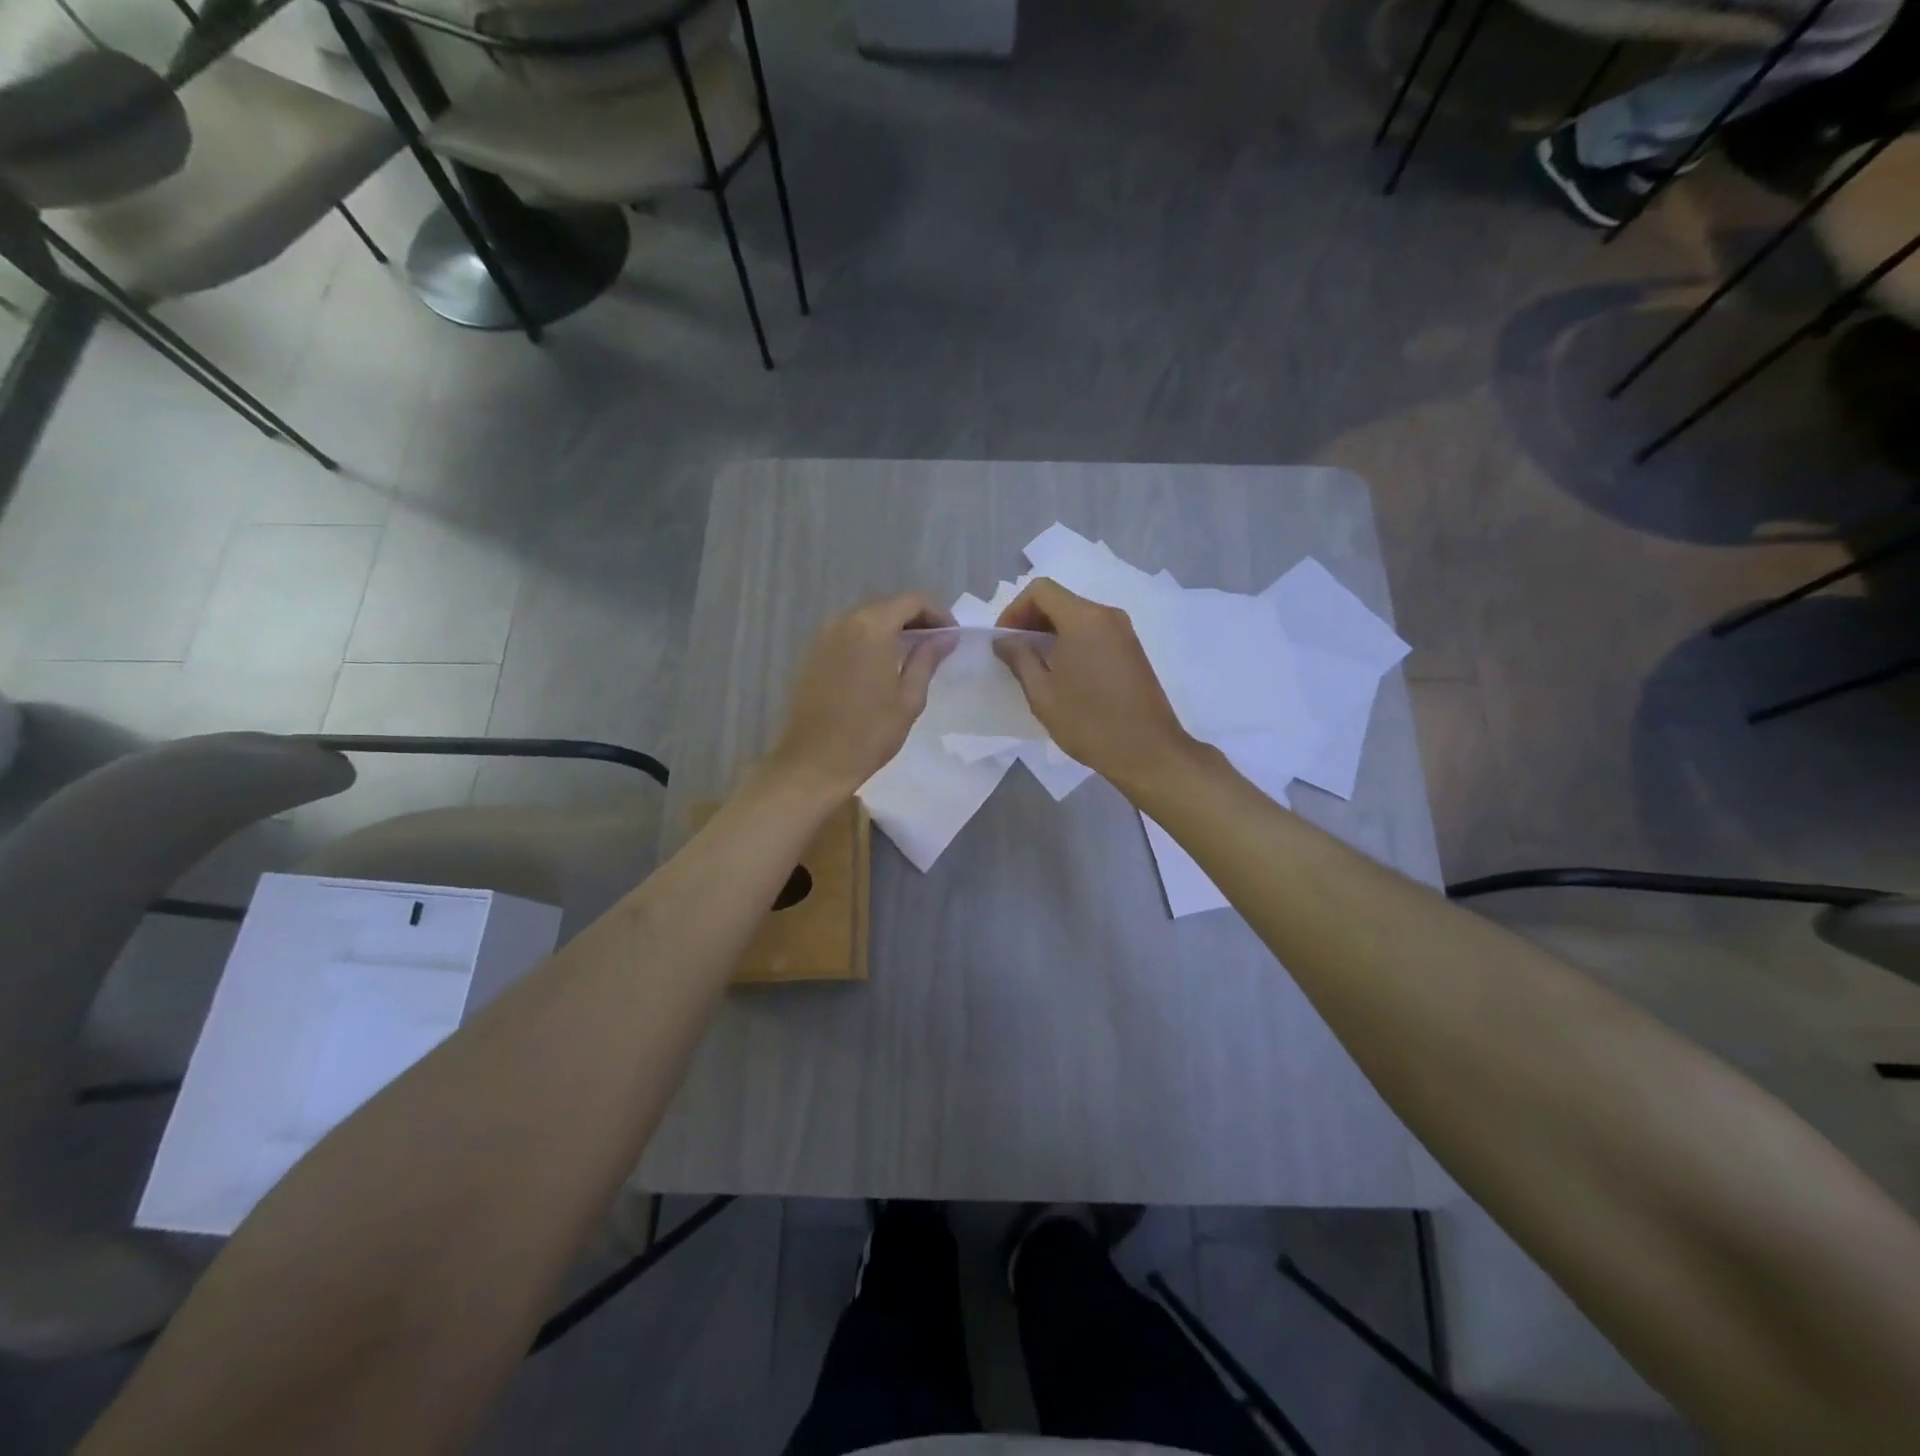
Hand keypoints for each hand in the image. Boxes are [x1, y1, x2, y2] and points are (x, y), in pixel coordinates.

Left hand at [765, 594, 955, 796]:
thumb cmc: (869, 733)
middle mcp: (845, 620)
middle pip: (888, 605)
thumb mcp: (909, 698)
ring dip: (891, 629)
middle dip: (915, 619)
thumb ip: (927, 659)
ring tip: (911, 656)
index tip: (951, 637)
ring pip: (866, 618)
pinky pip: (848, 633)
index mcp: (872, 627)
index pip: (913, 601)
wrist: (814, 761)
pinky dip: (869, 639)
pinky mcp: (812, 652)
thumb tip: (946, 637)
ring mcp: (824, 635)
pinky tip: (881, 665)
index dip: (938, 613)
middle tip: (935, 646)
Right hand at [995, 578, 1196, 791]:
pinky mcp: (1132, 649)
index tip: (1004, 641)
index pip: (1040, 589)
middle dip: (1031, 620)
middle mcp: (1107, 615)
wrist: (1148, 751)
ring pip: (1077, 616)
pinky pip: (1094, 631)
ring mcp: (1124, 631)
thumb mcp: (1042, 693)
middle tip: (1015, 654)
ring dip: (1051, 632)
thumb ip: (1019, 659)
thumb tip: (1004, 640)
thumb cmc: (1089, 722)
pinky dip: (1072, 641)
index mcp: (1083, 619)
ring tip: (1036, 666)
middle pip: (1060, 600)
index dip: (1014, 610)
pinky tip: (1064, 674)